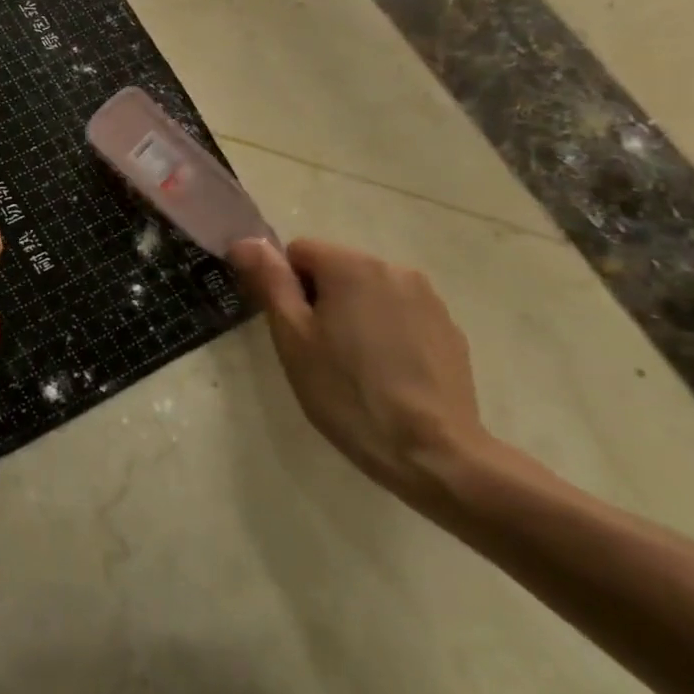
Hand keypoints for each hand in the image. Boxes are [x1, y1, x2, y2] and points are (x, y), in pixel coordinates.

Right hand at [228, 236, 490, 504]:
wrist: (432, 453)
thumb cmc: (347, 392)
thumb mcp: (293, 337)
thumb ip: (269, 281)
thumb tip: (244, 241)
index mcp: (351, 265)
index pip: (299, 252)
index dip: (286, 288)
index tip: (293, 330)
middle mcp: (394, 268)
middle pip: (337, 268)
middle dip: (321, 299)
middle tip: (318, 352)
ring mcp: (428, 299)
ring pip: (369, 292)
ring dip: (355, 314)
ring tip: (354, 366)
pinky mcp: (449, 329)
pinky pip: (401, 315)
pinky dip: (387, 333)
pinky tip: (387, 375)